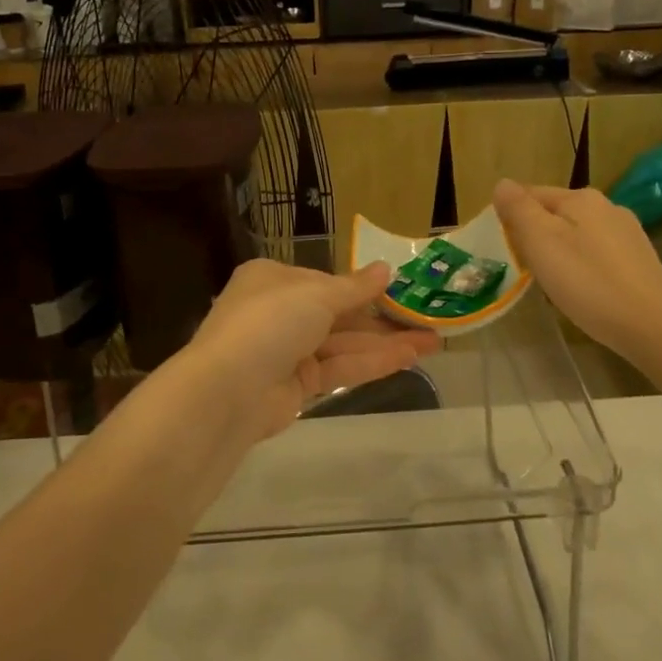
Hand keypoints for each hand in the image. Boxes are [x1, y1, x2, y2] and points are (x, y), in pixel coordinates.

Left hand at [181, 260, 439, 441]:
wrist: (228, 391)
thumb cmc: (270, 323)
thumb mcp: (316, 294)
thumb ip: (354, 287)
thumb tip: (386, 269)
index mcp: (273, 279)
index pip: (325, 281)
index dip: (363, 288)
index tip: (401, 291)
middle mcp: (279, 312)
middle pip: (339, 314)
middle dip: (382, 318)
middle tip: (427, 319)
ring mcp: (287, 351)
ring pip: (344, 343)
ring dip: (386, 342)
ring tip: (433, 342)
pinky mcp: (297, 386)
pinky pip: (340, 368)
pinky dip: (372, 362)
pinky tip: (409, 358)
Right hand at [493, 179, 661, 363]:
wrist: (654, 326)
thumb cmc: (588, 282)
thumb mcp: (541, 242)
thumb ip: (519, 209)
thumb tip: (503, 184)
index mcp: (580, 198)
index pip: (531, 193)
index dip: (511, 216)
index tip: (502, 248)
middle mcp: (607, 207)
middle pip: (556, 214)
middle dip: (535, 235)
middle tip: (524, 268)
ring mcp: (628, 234)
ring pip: (577, 234)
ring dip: (559, 251)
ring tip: (551, 283)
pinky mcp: (639, 261)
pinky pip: (597, 254)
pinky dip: (582, 266)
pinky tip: (583, 290)